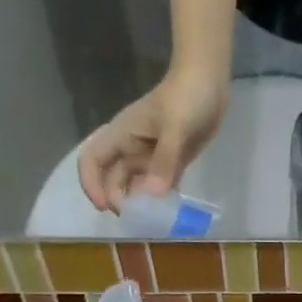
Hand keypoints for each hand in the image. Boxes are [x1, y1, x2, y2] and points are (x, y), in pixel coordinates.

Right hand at [78, 71, 226, 212]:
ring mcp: (152, 154)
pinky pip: (160, 182)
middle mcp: (132, 147)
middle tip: (136, 219)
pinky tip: (169, 211)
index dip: (92, 185)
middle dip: (119, 198)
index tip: (106, 207)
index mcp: (123, 135)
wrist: (209, 82)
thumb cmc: (186, 98)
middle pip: (114, 178)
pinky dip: (161, 196)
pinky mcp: (172, 159)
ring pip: (138, 182)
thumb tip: (151, 194)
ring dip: (140, 201)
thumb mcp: (176, 127)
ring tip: (152, 220)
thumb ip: (164, 160)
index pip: (93, 161)